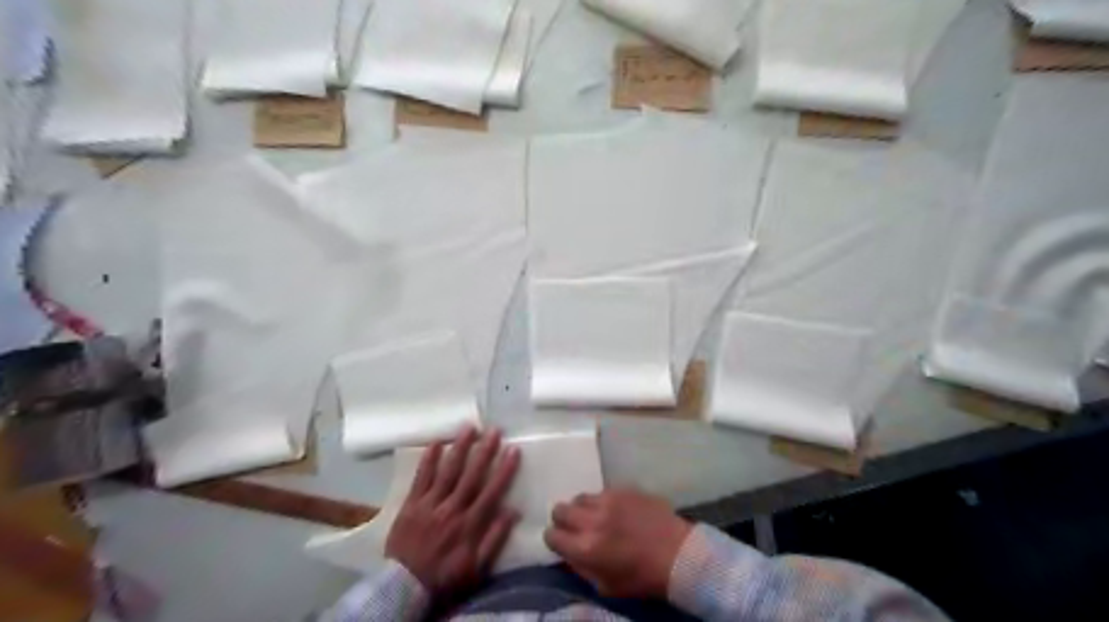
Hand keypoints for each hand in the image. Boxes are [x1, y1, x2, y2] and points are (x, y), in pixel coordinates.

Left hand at [385, 428, 521, 597]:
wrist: (403, 587)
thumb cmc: (444, 576)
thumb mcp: (477, 567)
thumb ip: (495, 539)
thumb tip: (513, 511)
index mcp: (470, 524)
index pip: (491, 491)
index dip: (504, 469)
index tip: (513, 449)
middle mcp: (452, 509)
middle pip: (471, 475)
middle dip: (484, 451)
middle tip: (494, 430)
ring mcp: (430, 504)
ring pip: (447, 471)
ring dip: (459, 448)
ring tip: (469, 428)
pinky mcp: (411, 504)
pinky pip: (421, 478)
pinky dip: (429, 460)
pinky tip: (436, 442)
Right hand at [543, 491, 690, 597]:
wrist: (678, 554)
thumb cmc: (643, 577)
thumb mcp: (606, 586)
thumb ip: (581, 568)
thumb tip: (568, 554)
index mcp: (586, 549)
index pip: (551, 535)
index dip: (555, 539)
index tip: (563, 541)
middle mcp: (592, 520)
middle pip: (560, 509)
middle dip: (563, 518)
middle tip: (575, 526)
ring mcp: (608, 500)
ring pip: (580, 497)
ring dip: (583, 508)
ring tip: (596, 516)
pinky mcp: (624, 489)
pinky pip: (602, 491)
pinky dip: (603, 501)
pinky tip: (616, 510)